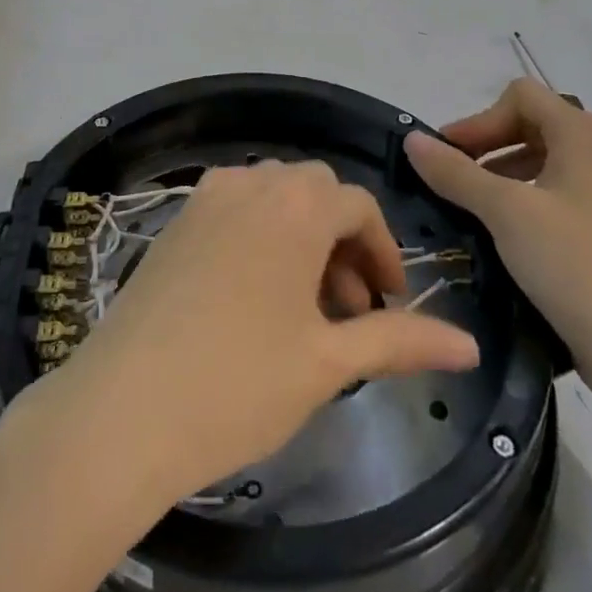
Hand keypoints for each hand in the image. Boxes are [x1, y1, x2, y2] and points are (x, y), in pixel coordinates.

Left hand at [37, 161, 479, 509]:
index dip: (383, 250)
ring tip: (306, 308)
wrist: (123, 407)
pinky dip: (261, 235)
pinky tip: (256, 296)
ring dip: (302, 236)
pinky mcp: (175, 220)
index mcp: (293, 205)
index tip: (390, 302)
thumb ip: (400, 341)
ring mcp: (205, 197)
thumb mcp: (327, 363)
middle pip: (314, 192)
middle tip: (351, 307)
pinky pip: (235, 209)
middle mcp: (250, 183)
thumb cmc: (238, 383)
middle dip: (343, 240)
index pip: (357, 205)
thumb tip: (469, 345)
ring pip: (273, 197)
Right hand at [404, 78, 591, 419]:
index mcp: (583, 135)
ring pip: (541, 162)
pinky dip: (522, 202)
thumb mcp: (505, 212)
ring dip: (500, 175)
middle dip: (486, 145)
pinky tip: (500, 236)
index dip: (480, 120)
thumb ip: (455, 172)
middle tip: (451, 178)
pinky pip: (555, 196)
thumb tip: (412, 140)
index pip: (520, 97)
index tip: (449, 156)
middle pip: (530, 125)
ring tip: (469, 208)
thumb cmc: (575, 266)